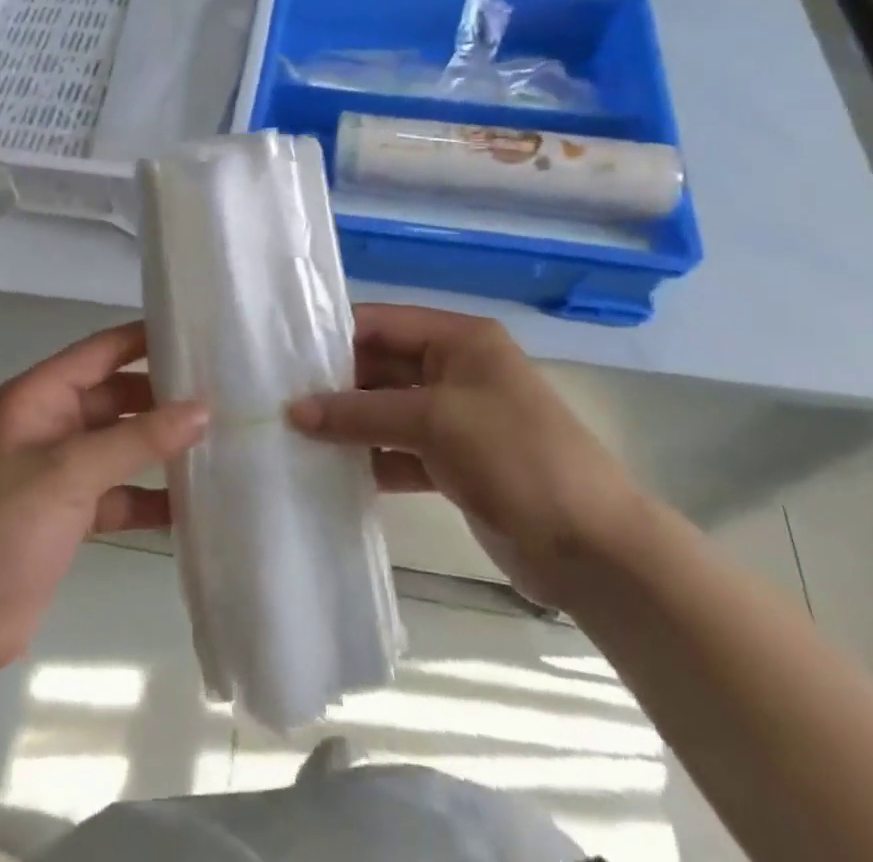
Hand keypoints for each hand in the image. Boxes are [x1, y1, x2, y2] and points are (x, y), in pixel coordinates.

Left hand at [0, 323, 206, 672]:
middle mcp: (51, 424)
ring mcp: (60, 471)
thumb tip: (203, 409)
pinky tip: (190, 505)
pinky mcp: (69, 515)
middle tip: (221, 395)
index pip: (100, 351)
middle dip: (162, 399)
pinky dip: (148, 498)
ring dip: (159, 449)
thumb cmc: (3, 526)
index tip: (199, 336)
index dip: (145, 339)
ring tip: (218, 443)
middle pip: (116, 397)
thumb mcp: (71, 472)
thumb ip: (138, 439)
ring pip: (120, 446)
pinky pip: (118, 493)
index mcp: (39, 397)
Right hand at [288, 305, 642, 608]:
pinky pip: (400, 451)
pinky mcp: (455, 464)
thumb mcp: (434, 421)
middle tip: (279, 401)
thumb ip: (360, 413)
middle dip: (335, 385)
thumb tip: (293, 411)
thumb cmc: (515, 457)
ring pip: (387, 411)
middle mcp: (455, 369)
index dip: (334, 336)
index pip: (382, 323)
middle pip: (381, 366)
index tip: (283, 357)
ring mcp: (456, 418)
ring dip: (348, 425)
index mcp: (459, 339)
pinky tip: (331, 472)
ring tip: (293, 436)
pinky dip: (371, 460)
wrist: (593, 549)